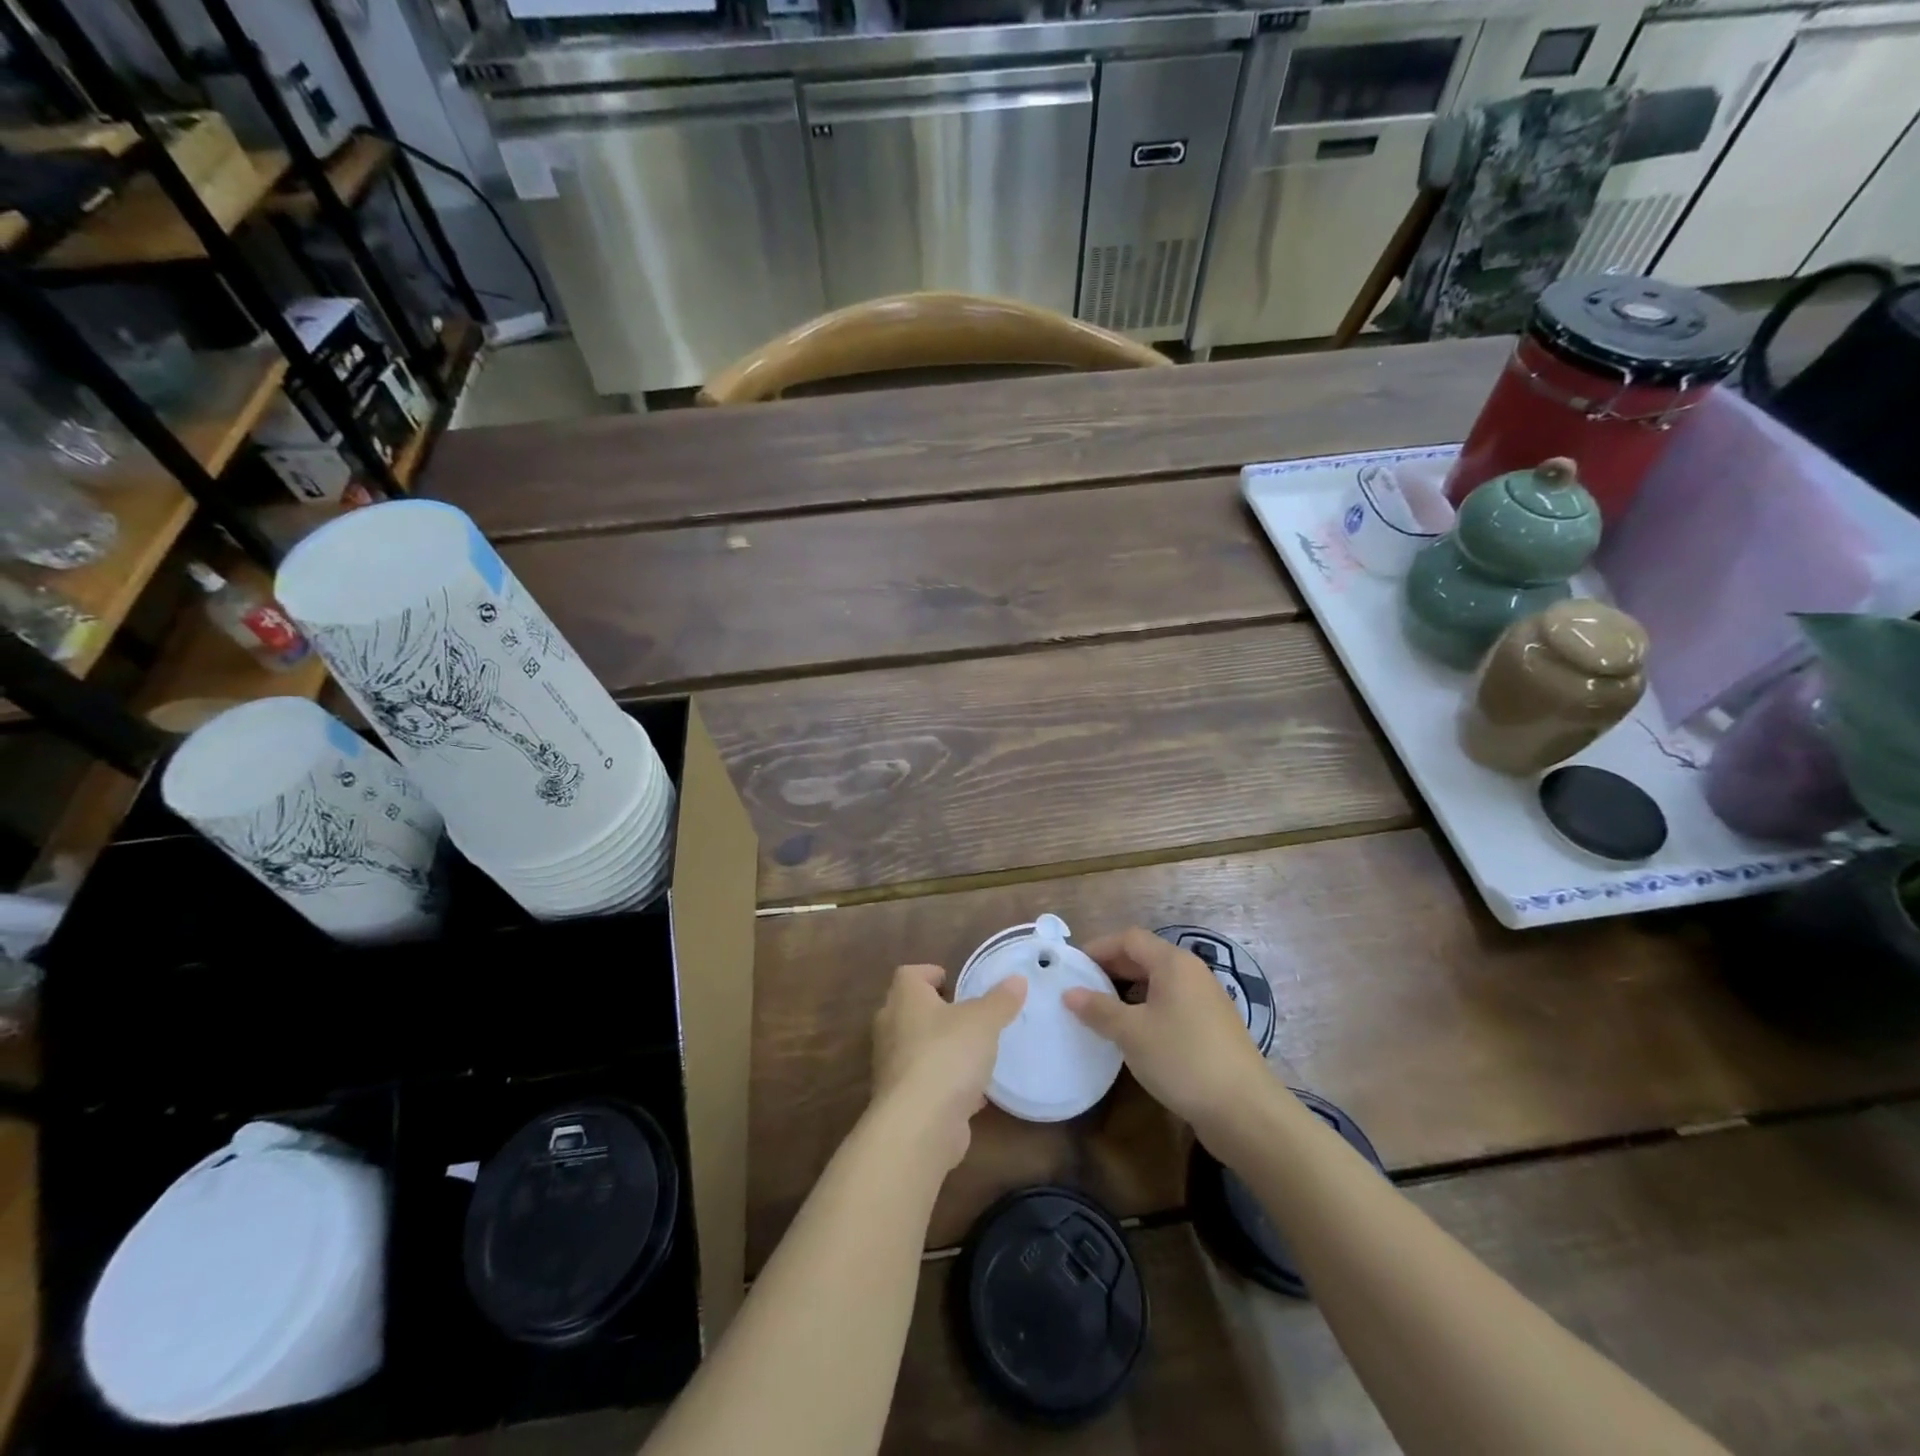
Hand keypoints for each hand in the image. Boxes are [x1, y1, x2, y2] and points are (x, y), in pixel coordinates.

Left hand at [871, 964, 1025, 1171]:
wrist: (919, 1125)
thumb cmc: (947, 1055)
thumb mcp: (983, 1021)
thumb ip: (1000, 1000)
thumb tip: (1017, 979)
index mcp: (905, 999)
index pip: (909, 975)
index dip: (929, 974)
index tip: (953, 981)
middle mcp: (891, 1028)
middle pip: (910, 1010)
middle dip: (936, 1012)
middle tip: (967, 1015)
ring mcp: (893, 1067)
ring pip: (917, 1048)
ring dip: (941, 1049)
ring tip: (974, 1053)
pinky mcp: (902, 1101)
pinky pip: (925, 1082)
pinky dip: (945, 1083)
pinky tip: (973, 1093)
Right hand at [1063, 927, 1272, 1141]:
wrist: (1245, 1110)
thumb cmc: (1183, 1059)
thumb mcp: (1131, 1033)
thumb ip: (1098, 1009)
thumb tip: (1069, 993)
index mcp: (1173, 963)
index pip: (1129, 939)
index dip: (1099, 947)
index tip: (1072, 966)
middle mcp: (1192, 972)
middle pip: (1145, 956)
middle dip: (1111, 968)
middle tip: (1081, 987)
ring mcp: (1206, 999)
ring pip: (1159, 982)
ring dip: (1128, 990)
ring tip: (1101, 1010)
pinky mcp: (1213, 1025)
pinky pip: (1171, 1003)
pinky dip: (1147, 1008)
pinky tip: (1133, 1032)